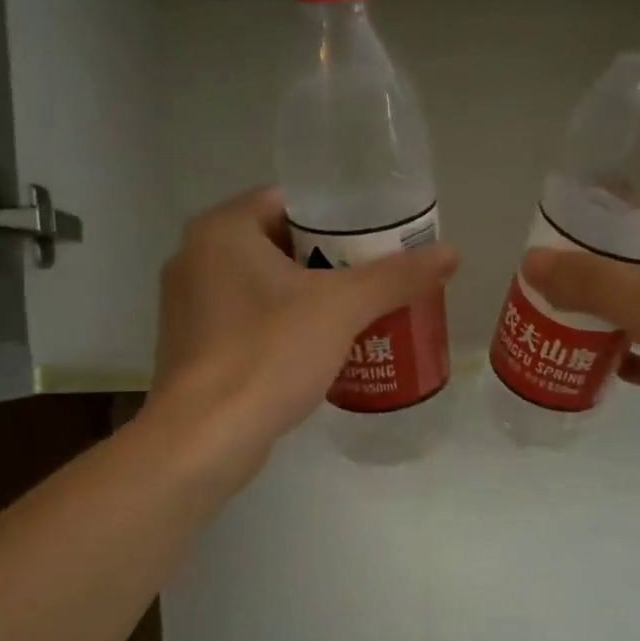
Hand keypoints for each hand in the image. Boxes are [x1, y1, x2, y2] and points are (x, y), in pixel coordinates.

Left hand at [153, 187, 457, 475]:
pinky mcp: (192, 347)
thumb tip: (451, 253)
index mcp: (221, 230)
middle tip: (375, 278)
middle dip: (328, 260)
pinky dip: (282, 325)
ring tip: (357, 312)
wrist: (206, 438)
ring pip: (263, 285)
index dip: (337, 218)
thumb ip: (396, 277)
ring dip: (307, 295)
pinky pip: (248, 319)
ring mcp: (188, 305)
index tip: (376, 241)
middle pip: (278, 244)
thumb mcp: (342, 308)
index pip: (288, 202)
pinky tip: (319, 348)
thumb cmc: (269, 354)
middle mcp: (194, 257)